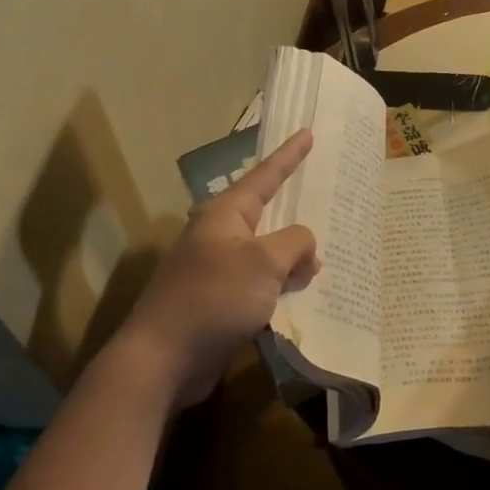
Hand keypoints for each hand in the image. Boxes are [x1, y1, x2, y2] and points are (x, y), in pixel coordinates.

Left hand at [116, 131, 319, 407]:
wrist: (164, 357)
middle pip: (265, 215)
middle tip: (325, 197)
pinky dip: (281, 286)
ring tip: (325, 255)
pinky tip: (302, 295)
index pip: (264, 176)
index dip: (288, 156)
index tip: (307, 132)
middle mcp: (218, 236)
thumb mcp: (264, 263)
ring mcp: (215, 270)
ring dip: (291, 256)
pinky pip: (259, 284)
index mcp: (224, 215)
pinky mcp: (218, 302)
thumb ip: (294, 245)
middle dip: (294, 209)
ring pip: (264, 253)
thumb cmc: (214, 298)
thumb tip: (307, 252)